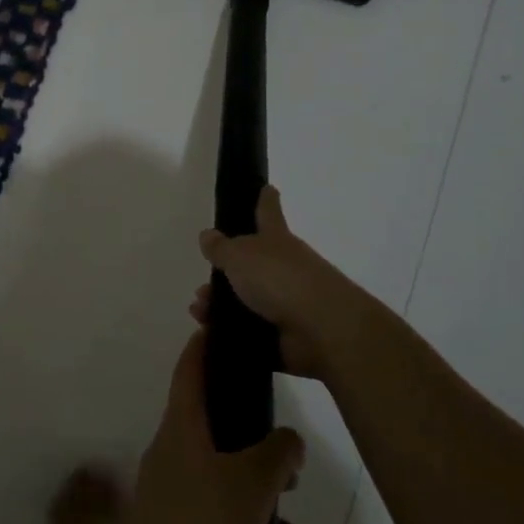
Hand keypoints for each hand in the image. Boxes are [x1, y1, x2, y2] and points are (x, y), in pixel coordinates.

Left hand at [110, 331, 310, 523]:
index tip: (222, 327)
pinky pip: (224, 522)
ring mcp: (174, 494)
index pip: (191, 368)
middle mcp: (174, 452)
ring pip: (229, 484)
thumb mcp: (252, 482)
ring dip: (266, 506)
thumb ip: (278, 453)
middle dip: (259, 446)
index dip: (206, 344)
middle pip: (218, 429)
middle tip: (291, 464)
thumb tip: (288, 440)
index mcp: (183, 425)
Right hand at [193, 187, 379, 381]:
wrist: (323, 330)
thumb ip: (221, 248)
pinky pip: (251, 332)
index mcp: (276, 241)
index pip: (268, 213)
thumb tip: (208, 235)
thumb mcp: (241, 256)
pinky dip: (230, 334)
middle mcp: (284, 268)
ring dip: (220, 307)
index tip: (267, 188)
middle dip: (225, 275)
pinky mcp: (285, 336)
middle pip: (251, 265)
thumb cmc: (280, 280)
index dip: (265, 200)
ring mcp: (287, 304)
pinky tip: (210, 336)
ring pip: (247, 301)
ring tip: (200, 313)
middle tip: (201, 289)